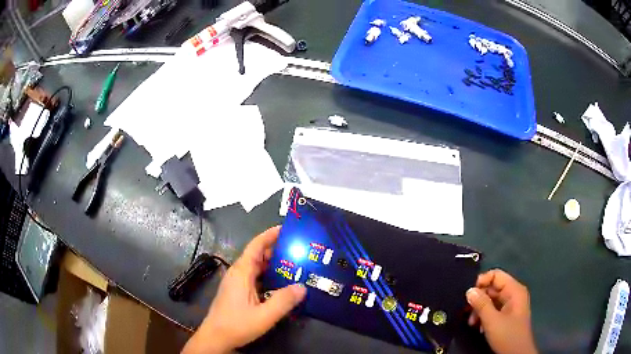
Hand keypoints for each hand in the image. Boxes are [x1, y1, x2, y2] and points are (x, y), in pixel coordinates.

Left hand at [182, 226, 306, 353]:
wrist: (216, 337)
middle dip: (277, 250)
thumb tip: (303, 287)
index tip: (286, 229)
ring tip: (295, 266)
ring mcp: (237, 282)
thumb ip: (284, 301)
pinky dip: (269, 276)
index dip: (270, 235)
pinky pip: (255, 278)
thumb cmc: (237, 324)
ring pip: (257, 268)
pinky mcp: (238, 291)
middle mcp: (238, 273)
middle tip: (299, 250)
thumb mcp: (264, 316)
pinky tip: (281, 285)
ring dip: (274, 265)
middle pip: (258, 255)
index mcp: (241, 272)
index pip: (256, 246)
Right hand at [466, 269, 536, 353]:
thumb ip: (481, 304)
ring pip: (491, 300)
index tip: (467, 295)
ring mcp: (510, 306)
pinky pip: (493, 310)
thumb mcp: (492, 321)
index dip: (481, 282)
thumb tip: (469, 290)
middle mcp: (513, 294)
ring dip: (479, 310)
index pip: (496, 275)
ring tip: (472, 323)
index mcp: (514, 290)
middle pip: (492, 288)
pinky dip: (484, 316)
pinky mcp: (506, 316)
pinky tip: (479, 327)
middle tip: (466, 312)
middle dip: (478, 299)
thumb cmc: (507, 335)